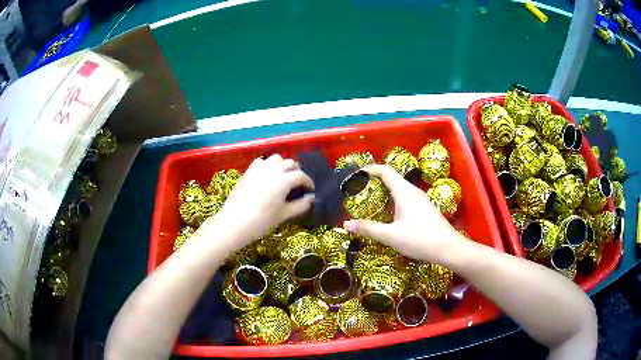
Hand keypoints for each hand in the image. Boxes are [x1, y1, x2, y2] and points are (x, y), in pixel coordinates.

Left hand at [210, 154, 314, 246]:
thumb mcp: (284, 215)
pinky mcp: (248, 171)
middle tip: (298, 185)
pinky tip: (268, 176)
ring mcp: (259, 169)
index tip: (310, 191)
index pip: (301, 176)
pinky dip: (268, 165)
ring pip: (276, 159)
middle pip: (290, 163)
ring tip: (283, 178)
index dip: (308, 183)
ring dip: (283, 166)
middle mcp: (273, 170)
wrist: (234, 223)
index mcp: (284, 180)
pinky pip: (262, 161)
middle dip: (297, 172)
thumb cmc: (262, 221)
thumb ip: (301, 205)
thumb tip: (312, 198)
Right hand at [343, 164, 461, 263]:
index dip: (371, 169)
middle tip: (360, 189)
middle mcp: (413, 191)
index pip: (386, 171)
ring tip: (372, 200)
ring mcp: (421, 199)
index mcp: (404, 192)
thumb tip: (346, 224)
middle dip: (375, 180)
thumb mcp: (391, 236)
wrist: (448, 248)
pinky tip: (390, 214)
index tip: (357, 174)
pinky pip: (406, 197)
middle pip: (393, 177)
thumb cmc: (419, 239)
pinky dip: (394, 199)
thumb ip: (368, 229)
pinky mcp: (425, 208)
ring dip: (385, 190)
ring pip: (400, 188)